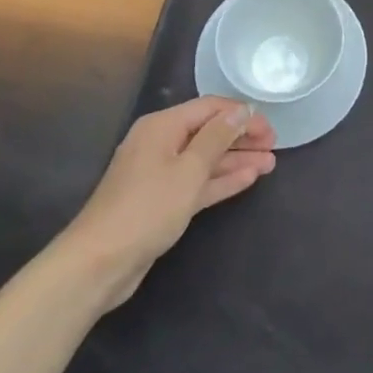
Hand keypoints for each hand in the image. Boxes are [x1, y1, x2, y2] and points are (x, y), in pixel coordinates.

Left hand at [54, 96, 275, 309]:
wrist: (98, 264)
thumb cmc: (146, 208)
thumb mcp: (188, 170)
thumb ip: (217, 137)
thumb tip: (241, 111)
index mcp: (162, 126)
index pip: (210, 108)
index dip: (242, 115)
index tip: (271, 128)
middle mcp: (160, 144)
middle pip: (209, 133)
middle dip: (242, 138)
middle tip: (274, 146)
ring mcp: (160, 174)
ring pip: (206, 160)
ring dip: (236, 160)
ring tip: (270, 163)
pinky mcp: (162, 202)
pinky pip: (198, 182)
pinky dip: (221, 180)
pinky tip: (248, 178)